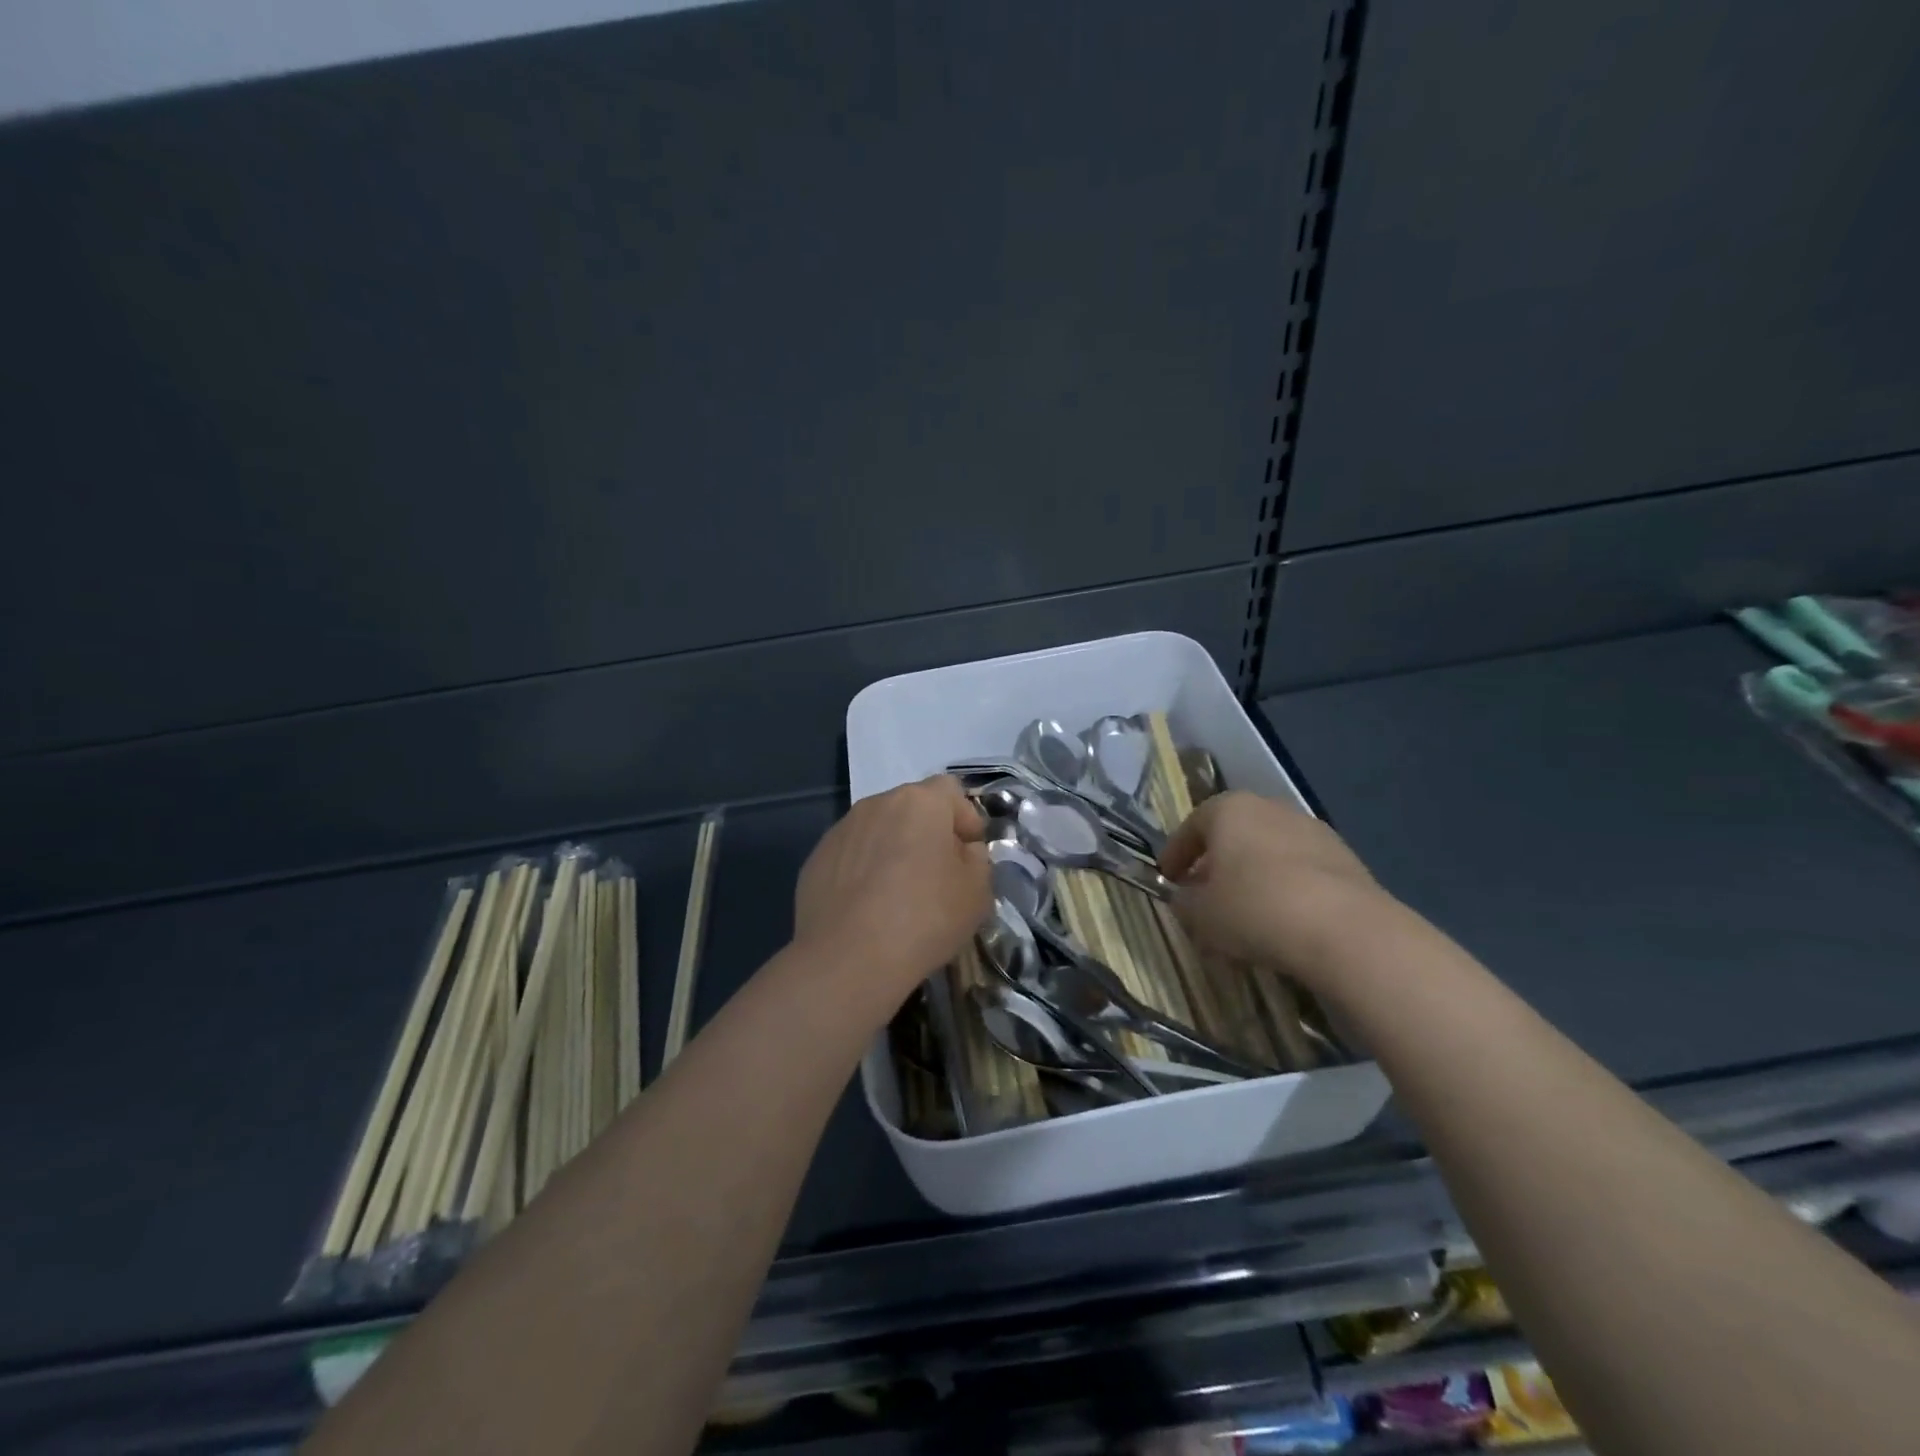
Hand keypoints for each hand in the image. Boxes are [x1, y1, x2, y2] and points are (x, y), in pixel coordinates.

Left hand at [793, 776, 990, 1002]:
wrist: (847, 959)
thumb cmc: (924, 918)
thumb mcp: (977, 892)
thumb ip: (977, 860)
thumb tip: (962, 851)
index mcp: (920, 802)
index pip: (951, 791)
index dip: (965, 819)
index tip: (968, 856)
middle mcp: (877, 804)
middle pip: (912, 808)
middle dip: (928, 834)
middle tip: (938, 877)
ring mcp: (842, 830)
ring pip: (879, 831)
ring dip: (894, 851)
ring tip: (899, 895)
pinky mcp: (816, 858)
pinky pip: (852, 856)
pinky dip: (864, 871)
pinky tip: (868, 909)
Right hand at [1159, 791, 1390, 986]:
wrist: (1345, 930)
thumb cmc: (1254, 909)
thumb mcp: (1201, 914)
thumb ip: (1184, 902)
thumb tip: (1185, 898)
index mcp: (1229, 810)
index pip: (1191, 827)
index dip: (1175, 854)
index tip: (1168, 878)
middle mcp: (1270, 808)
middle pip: (1233, 834)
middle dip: (1216, 863)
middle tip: (1204, 894)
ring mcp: (1313, 831)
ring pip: (1268, 851)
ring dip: (1253, 876)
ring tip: (1245, 912)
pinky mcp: (1346, 858)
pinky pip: (1300, 870)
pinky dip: (1285, 888)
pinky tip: (1282, 920)